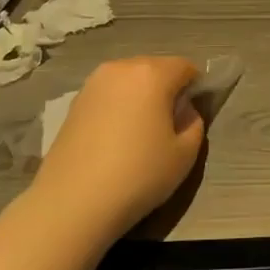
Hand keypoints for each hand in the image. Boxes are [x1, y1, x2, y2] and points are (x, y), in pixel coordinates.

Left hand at [28, 56, 204, 240]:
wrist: (73, 202)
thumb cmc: (138, 175)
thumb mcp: (185, 154)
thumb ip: (194, 123)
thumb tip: (184, 111)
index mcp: (152, 73)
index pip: (185, 67)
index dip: (196, 87)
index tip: (194, 114)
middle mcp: (120, 68)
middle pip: (155, 68)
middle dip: (167, 88)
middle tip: (170, 124)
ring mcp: (92, 84)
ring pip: (129, 81)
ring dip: (141, 97)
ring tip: (141, 133)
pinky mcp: (74, 103)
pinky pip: (109, 95)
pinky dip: (119, 107)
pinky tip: (116, 139)